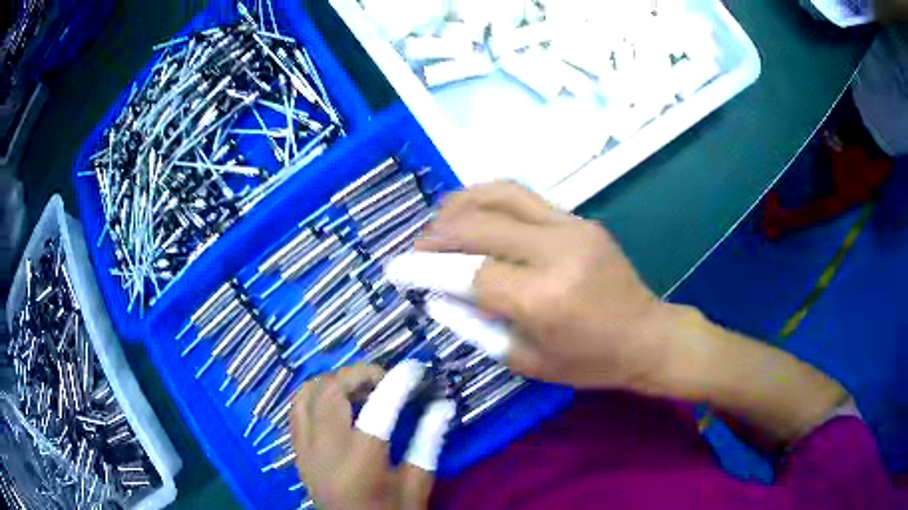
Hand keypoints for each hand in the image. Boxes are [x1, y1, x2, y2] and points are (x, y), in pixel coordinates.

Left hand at [291, 363, 454, 509]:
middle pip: (331, 392)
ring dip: (334, 381)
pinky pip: (297, 408)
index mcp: (360, 464)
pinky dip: (316, 394)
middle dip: (360, 374)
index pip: (378, 409)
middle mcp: (325, 451)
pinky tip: (338, 403)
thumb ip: (428, 443)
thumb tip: (442, 406)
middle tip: (386, 378)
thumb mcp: (416, 486)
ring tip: (361, 388)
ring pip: (307, 394)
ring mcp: (304, 450)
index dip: (397, 382)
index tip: (414, 368)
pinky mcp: (297, 452)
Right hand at [418, 181, 848, 445]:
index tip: (394, 269)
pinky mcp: (579, 218)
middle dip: (436, 235)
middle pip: (478, 226)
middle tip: (415, 249)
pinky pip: (523, 197)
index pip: (468, 273)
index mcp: (543, 299)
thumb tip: (437, 297)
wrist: (647, 335)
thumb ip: (476, 326)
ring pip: (499, 196)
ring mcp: (571, 227)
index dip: (425, 269)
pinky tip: (472, 212)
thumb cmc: (590, 361)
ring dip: (458, 205)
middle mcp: (555, 252)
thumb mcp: (526, 361)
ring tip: (437, 222)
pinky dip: (487, 199)